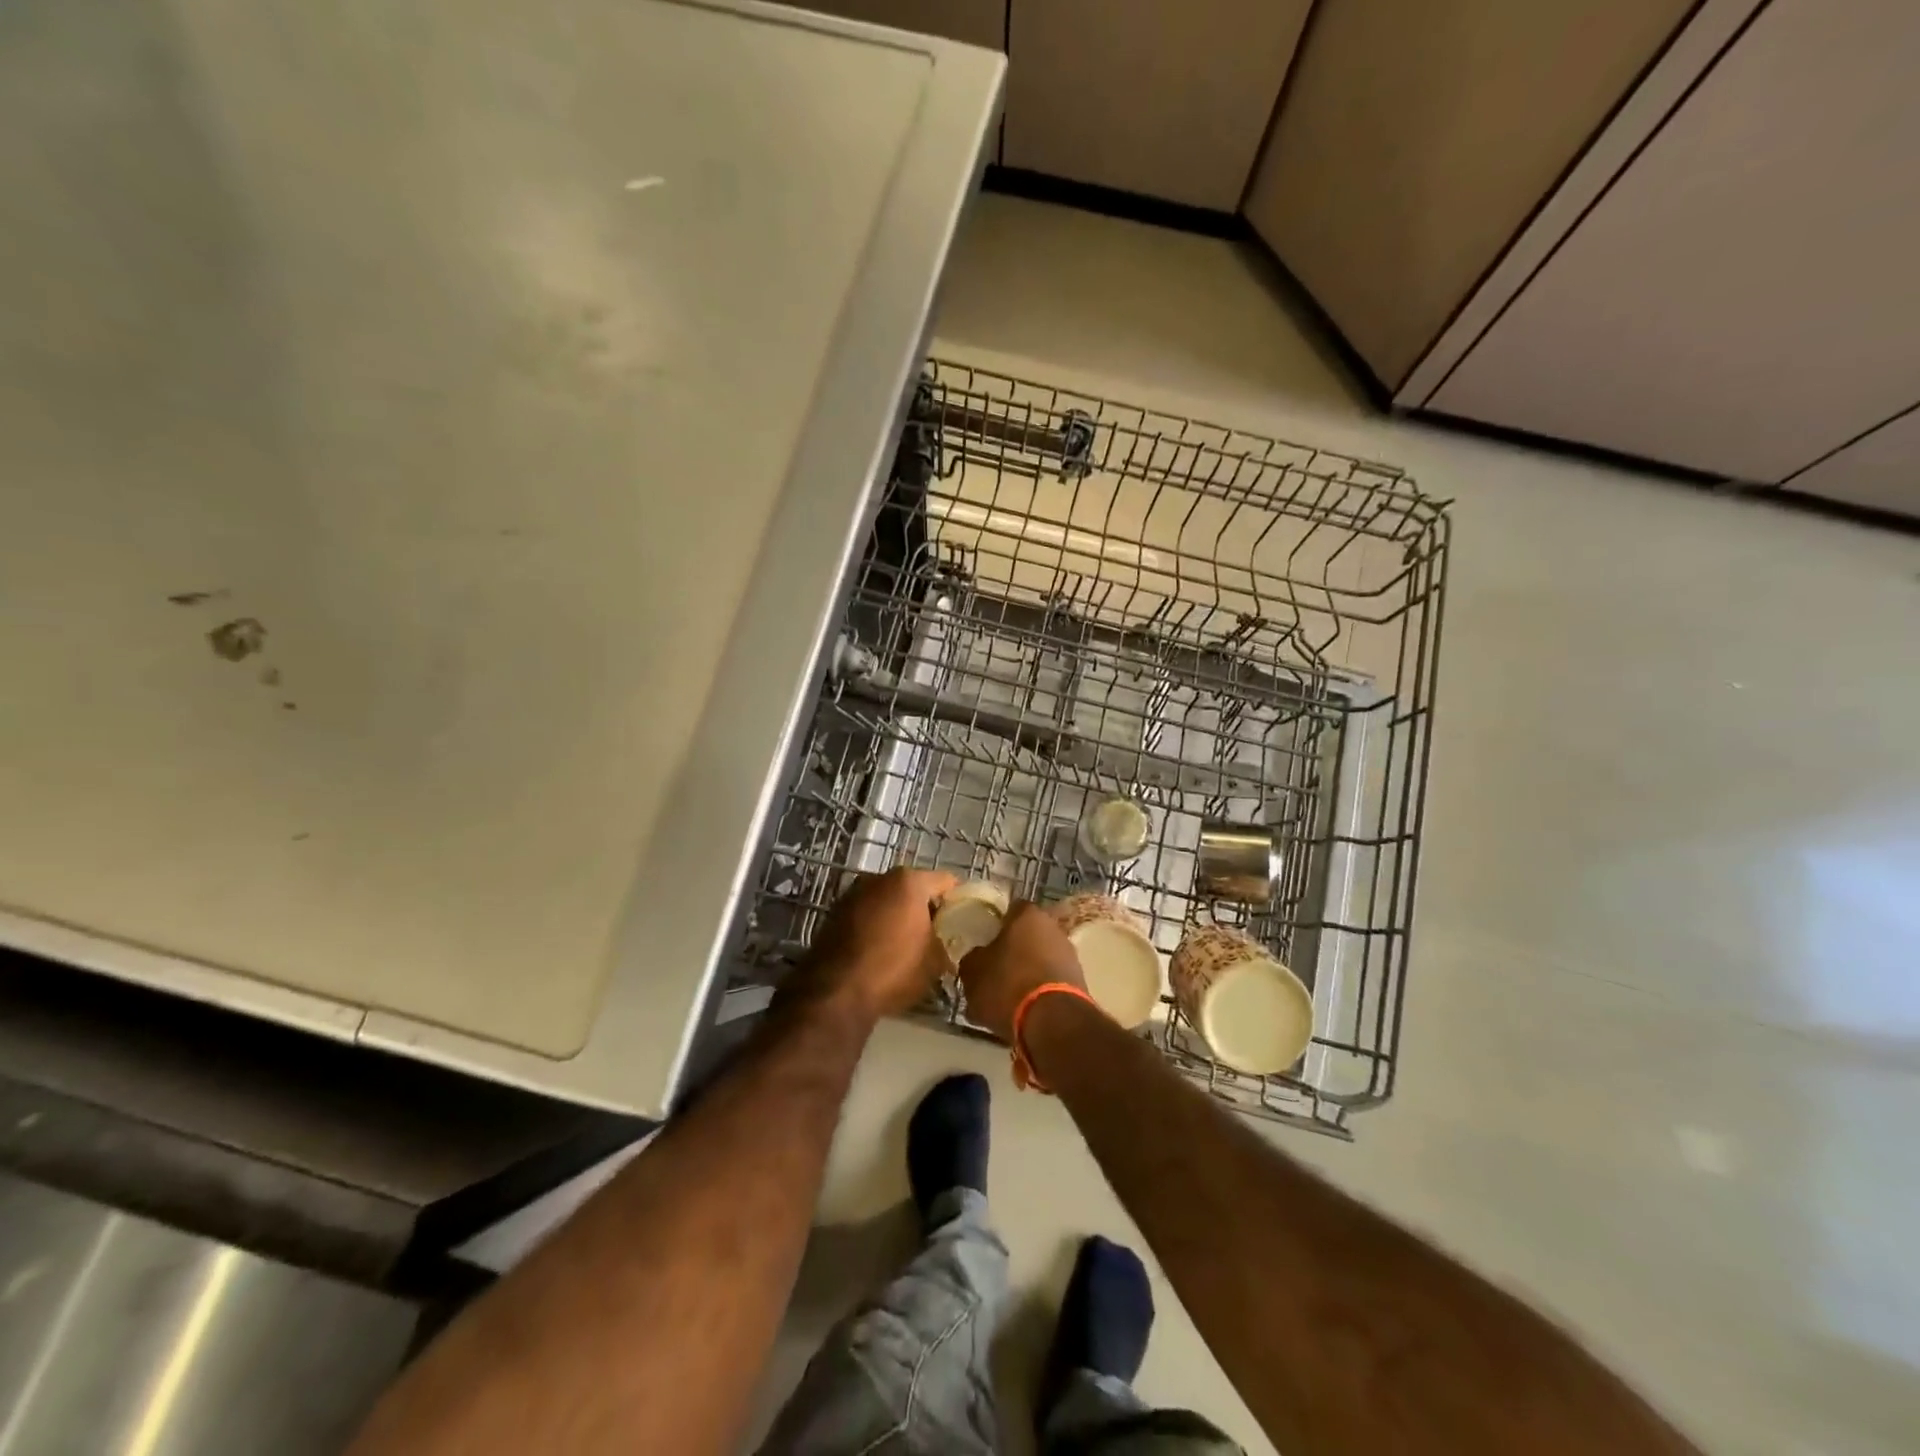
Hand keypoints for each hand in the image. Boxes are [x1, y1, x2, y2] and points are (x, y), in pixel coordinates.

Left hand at [789, 867, 958, 1020]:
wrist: (835, 992)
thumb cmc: (893, 970)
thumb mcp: (934, 962)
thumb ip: (946, 944)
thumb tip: (947, 947)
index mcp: (909, 882)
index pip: (946, 881)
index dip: (958, 900)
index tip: (963, 920)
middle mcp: (878, 878)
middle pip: (913, 887)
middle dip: (925, 907)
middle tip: (936, 934)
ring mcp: (853, 893)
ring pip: (887, 899)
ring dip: (897, 915)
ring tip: (906, 944)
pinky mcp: (834, 912)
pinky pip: (866, 913)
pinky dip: (876, 924)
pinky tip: (880, 949)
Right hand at [957, 900, 1084, 1042]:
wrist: (1053, 1022)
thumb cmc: (1007, 985)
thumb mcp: (973, 972)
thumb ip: (973, 959)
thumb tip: (977, 957)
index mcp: (1027, 915)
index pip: (1010, 909)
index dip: (996, 923)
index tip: (985, 939)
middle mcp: (1053, 927)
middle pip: (1028, 933)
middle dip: (1014, 948)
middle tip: (995, 967)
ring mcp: (1070, 954)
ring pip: (1041, 957)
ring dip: (1028, 970)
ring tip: (1008, 994)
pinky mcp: (1080, 981)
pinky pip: (1052, 979)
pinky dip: (1040, 989)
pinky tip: (1026, 1007)